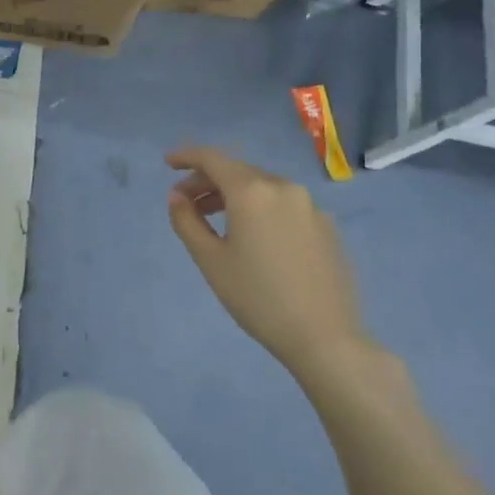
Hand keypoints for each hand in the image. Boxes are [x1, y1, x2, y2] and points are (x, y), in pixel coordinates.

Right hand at [166, 147, 369, 377]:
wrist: (325, 337)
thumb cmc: (257, 297)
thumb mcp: (210, 260)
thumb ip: (187, 221)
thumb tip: (177, 197)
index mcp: (252, 192)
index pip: (213, 159)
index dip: (187, 157)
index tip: (168, 163)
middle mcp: (284, 188)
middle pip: (238, 171)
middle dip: (208, 180)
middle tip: (185, 202)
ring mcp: (310, 206)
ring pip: (262, 187)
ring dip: (233, 195)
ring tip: (214, 218)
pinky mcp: (326, 227)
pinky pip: (284, 205)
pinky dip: (259, 208)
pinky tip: (253, 236)